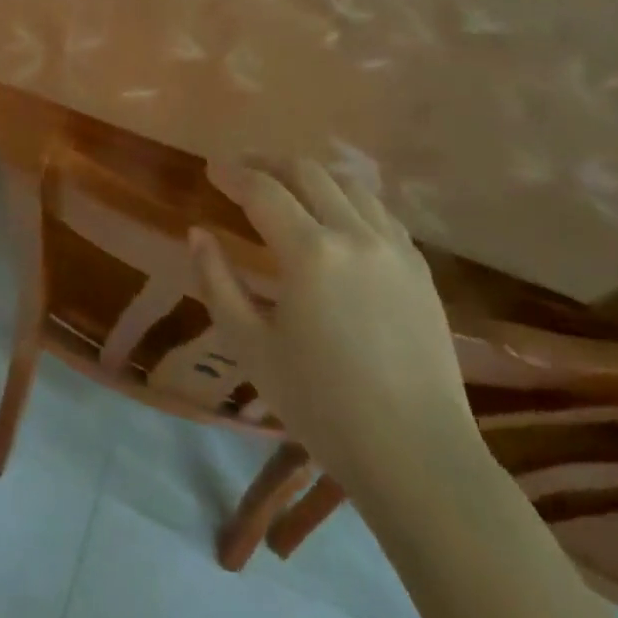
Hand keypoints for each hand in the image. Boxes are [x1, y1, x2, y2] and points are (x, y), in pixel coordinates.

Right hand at [189, 159, 480, 499]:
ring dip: (310, 175)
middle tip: (242, 169)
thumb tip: (198, 233)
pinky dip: (348, 198)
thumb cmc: (322, 405)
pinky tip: (336, 216)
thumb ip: (217, 282)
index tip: (211, 168)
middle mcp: (354, 234)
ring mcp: (394, 248)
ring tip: (286, 185)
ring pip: (348, 184)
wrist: (417, 455)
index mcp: (310, 252)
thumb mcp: (251, 346)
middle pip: (307, 172)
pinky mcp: (419, 268)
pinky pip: (380, 211)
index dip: (232, 174)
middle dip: (269, 162)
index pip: (262, 190)